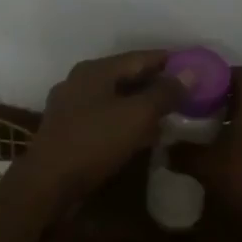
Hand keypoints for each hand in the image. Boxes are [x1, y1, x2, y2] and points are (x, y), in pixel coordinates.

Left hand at [19, 50, 189, 198]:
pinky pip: (106, 119)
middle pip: (126, 77)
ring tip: (171, 115)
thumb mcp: (136, 115)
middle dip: (157, 84)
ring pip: (116, 99)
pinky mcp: (69, 131)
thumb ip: (164, 93)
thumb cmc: (93, 142)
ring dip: (143, 106)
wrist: (47, 184)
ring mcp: (71, 107)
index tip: (194, 66)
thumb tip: (190, 72)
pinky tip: (145, 136)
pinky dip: (127, 122)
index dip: (169, 61)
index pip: (140, 57)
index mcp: (95, 70)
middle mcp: (80, 82)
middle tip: (187, 93)